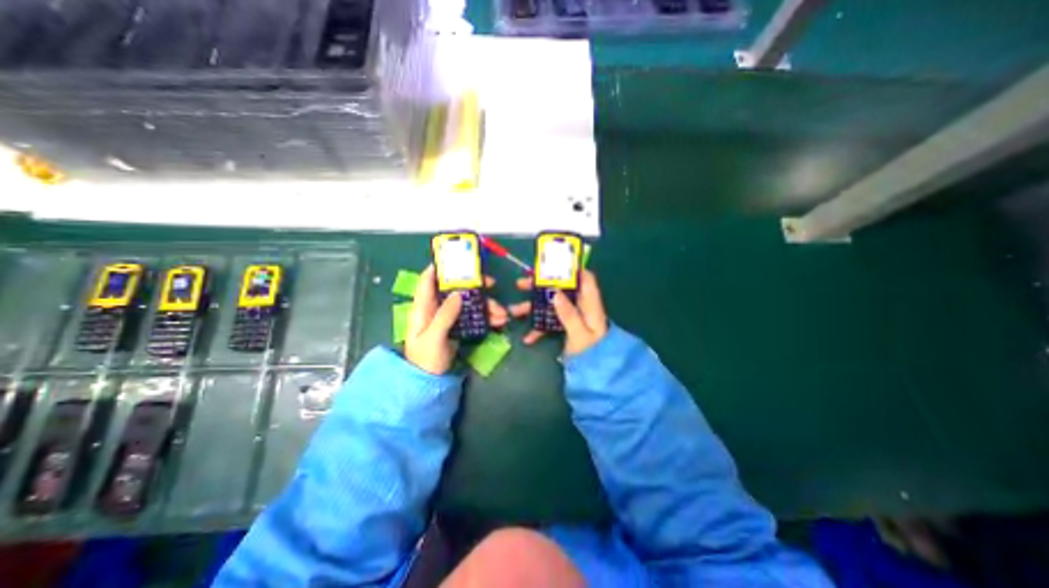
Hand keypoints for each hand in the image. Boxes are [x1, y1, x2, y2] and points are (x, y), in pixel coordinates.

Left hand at [404, 264, 508, 373]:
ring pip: (469, 303)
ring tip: (502, 314)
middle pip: (455, 289)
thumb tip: (458, 293)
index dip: (440, 267)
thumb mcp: (433, 337)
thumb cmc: (425, 359)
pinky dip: (487, 317)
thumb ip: (445, 315)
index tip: (458, 260)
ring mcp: (449, 317)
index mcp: (424, 307)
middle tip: (492, 284)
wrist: (429, 381)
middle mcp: (437, 308)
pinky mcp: (459, 326)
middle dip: (475, 286)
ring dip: (486, 305)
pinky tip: (499, 322)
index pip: (428, 280)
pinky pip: (474, 316)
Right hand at [507, 269, 606, 354]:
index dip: (570, 268)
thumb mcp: (580, 334)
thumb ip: (569, 314)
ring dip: (533, 307)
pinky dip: (539, 328)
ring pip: (550, 304)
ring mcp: (571, 316)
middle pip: (561, 288)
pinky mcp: (564, 326)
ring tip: (513, 310)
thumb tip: (555, 292)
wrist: (595, 372)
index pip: (584, 278)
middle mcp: (580, 306)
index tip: (550, 265)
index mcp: (589, 303)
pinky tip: (527, 338)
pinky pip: (549, 322)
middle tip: (521, 284)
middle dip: (540, 286)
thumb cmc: (592, 352)